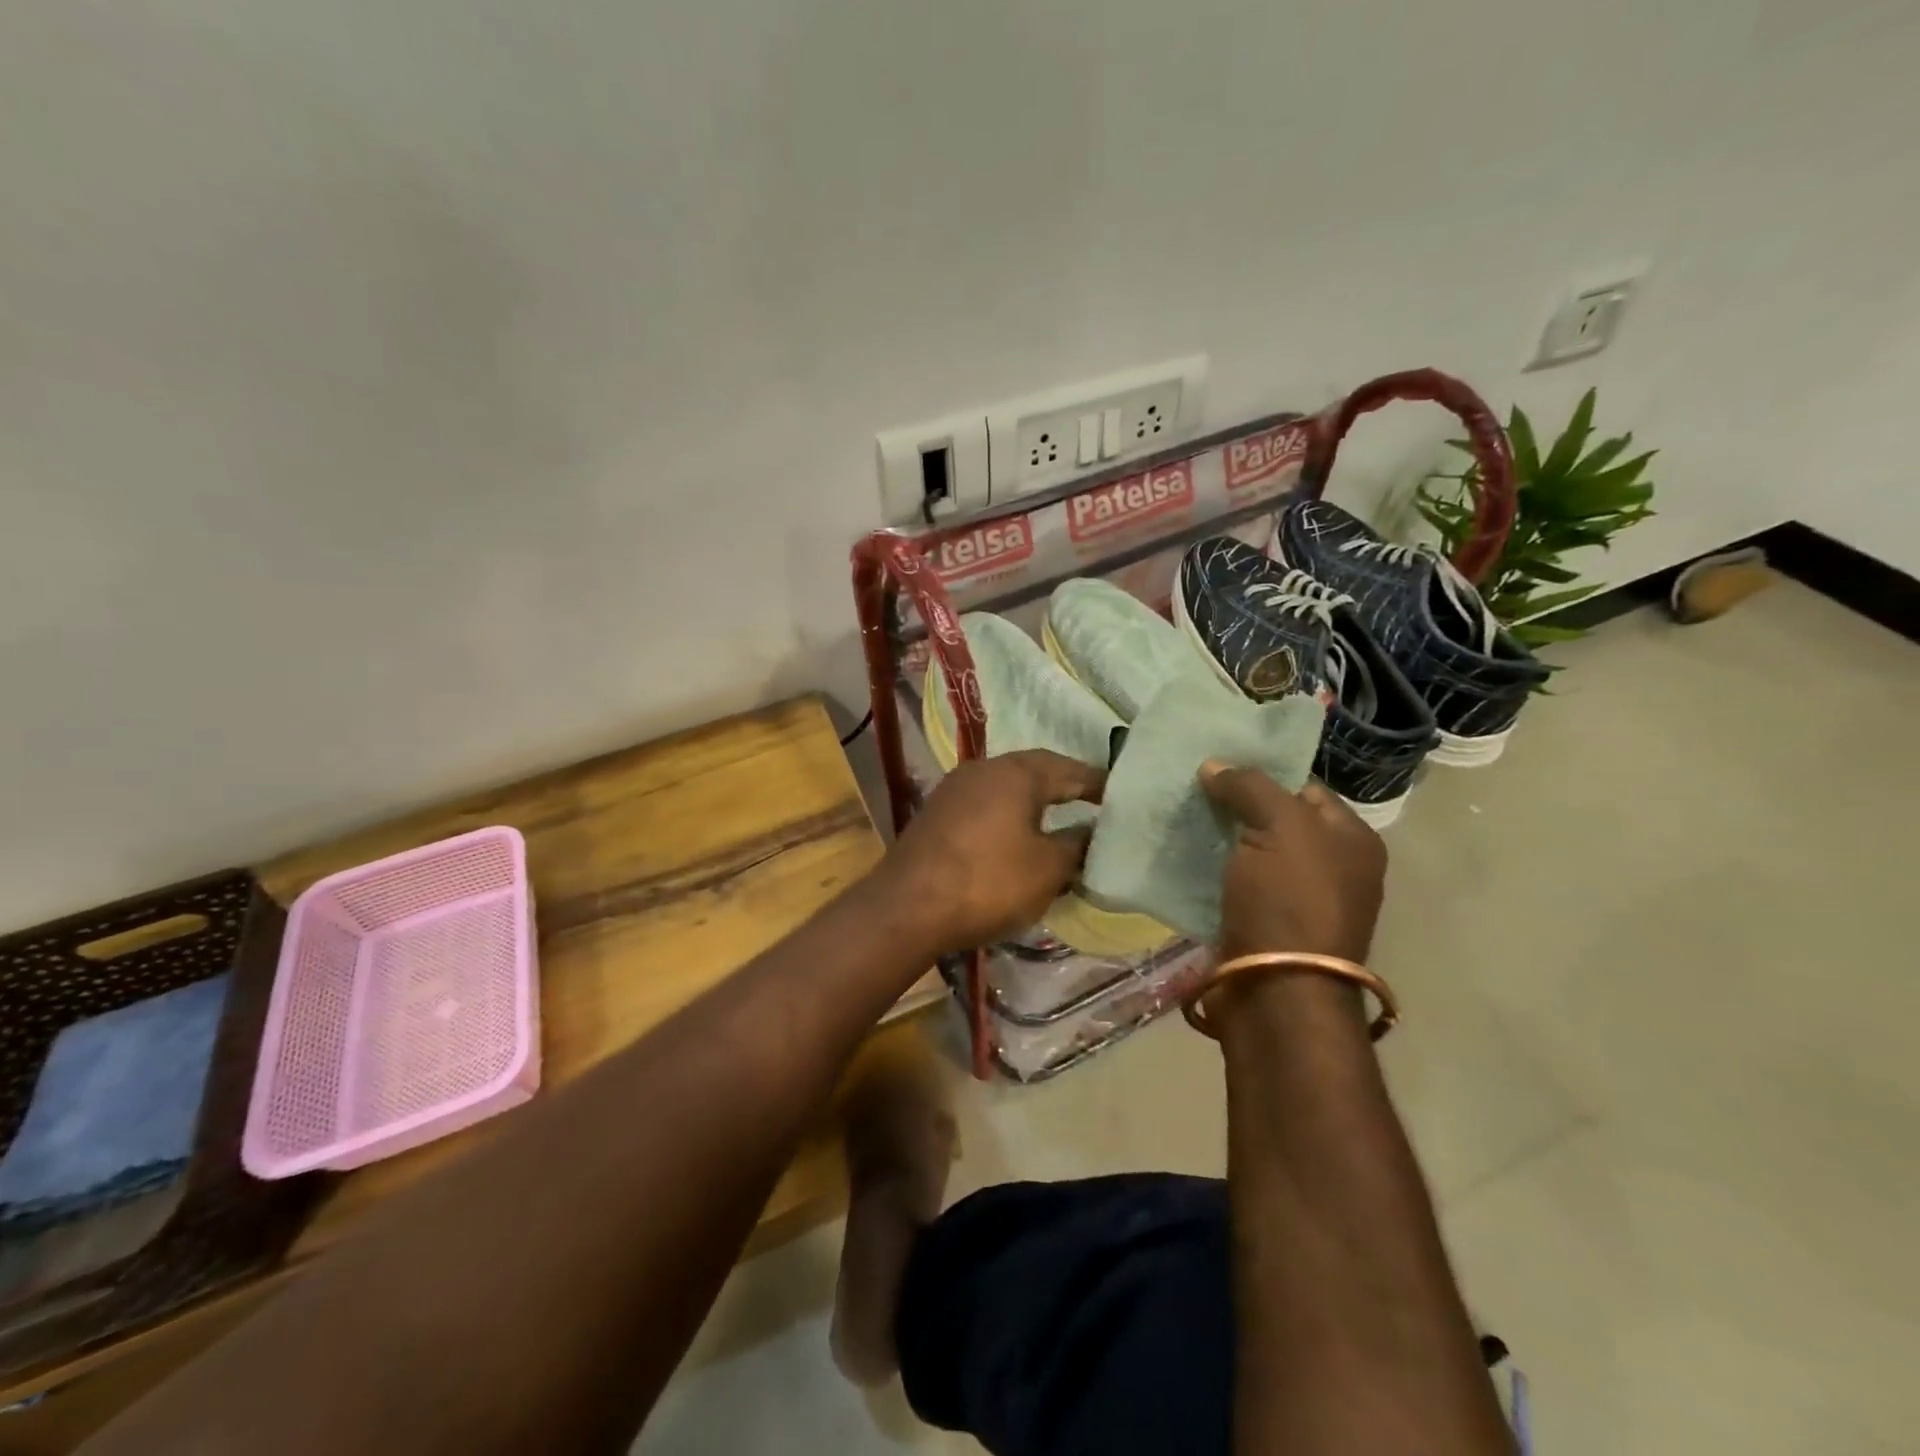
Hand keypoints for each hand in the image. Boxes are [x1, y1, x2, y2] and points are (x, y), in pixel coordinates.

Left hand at [883, 750, 1103, 956]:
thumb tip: (1091, 832)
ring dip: (1034, 803)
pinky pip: (985, 806)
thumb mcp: (1047, 869)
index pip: (1069, 769)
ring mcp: (955, 790)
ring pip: (1007, 789)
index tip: (1121, 796)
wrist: (907, 907)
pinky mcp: (936, 814)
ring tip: (1058, 823)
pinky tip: (1015, 839)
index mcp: (1016, 773)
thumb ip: (1076, 845)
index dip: (1098, 783)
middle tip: (1093, 804)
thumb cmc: (988, 882)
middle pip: (1035, 772)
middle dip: (1064, 787)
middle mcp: (984, 769)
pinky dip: (1007, 818)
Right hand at [1200, 762, 1386, 964]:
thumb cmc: (1290, 900)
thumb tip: (1214, 765)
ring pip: (1252, 853)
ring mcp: (1298, 901)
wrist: (1276, 990)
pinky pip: (1235, 884)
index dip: (1263, 774)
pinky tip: (1183, 856)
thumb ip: (1250, 786)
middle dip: (1236, 806)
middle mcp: (1333, 869)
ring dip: (1220, 839)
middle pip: (1276, 820)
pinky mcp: (1265, 926)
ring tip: (1180, 818)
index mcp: (1352, 840)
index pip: (1305, 788)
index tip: (1217, 766)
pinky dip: (1212, 871)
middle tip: (1193, 789)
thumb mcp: (1279, 826)